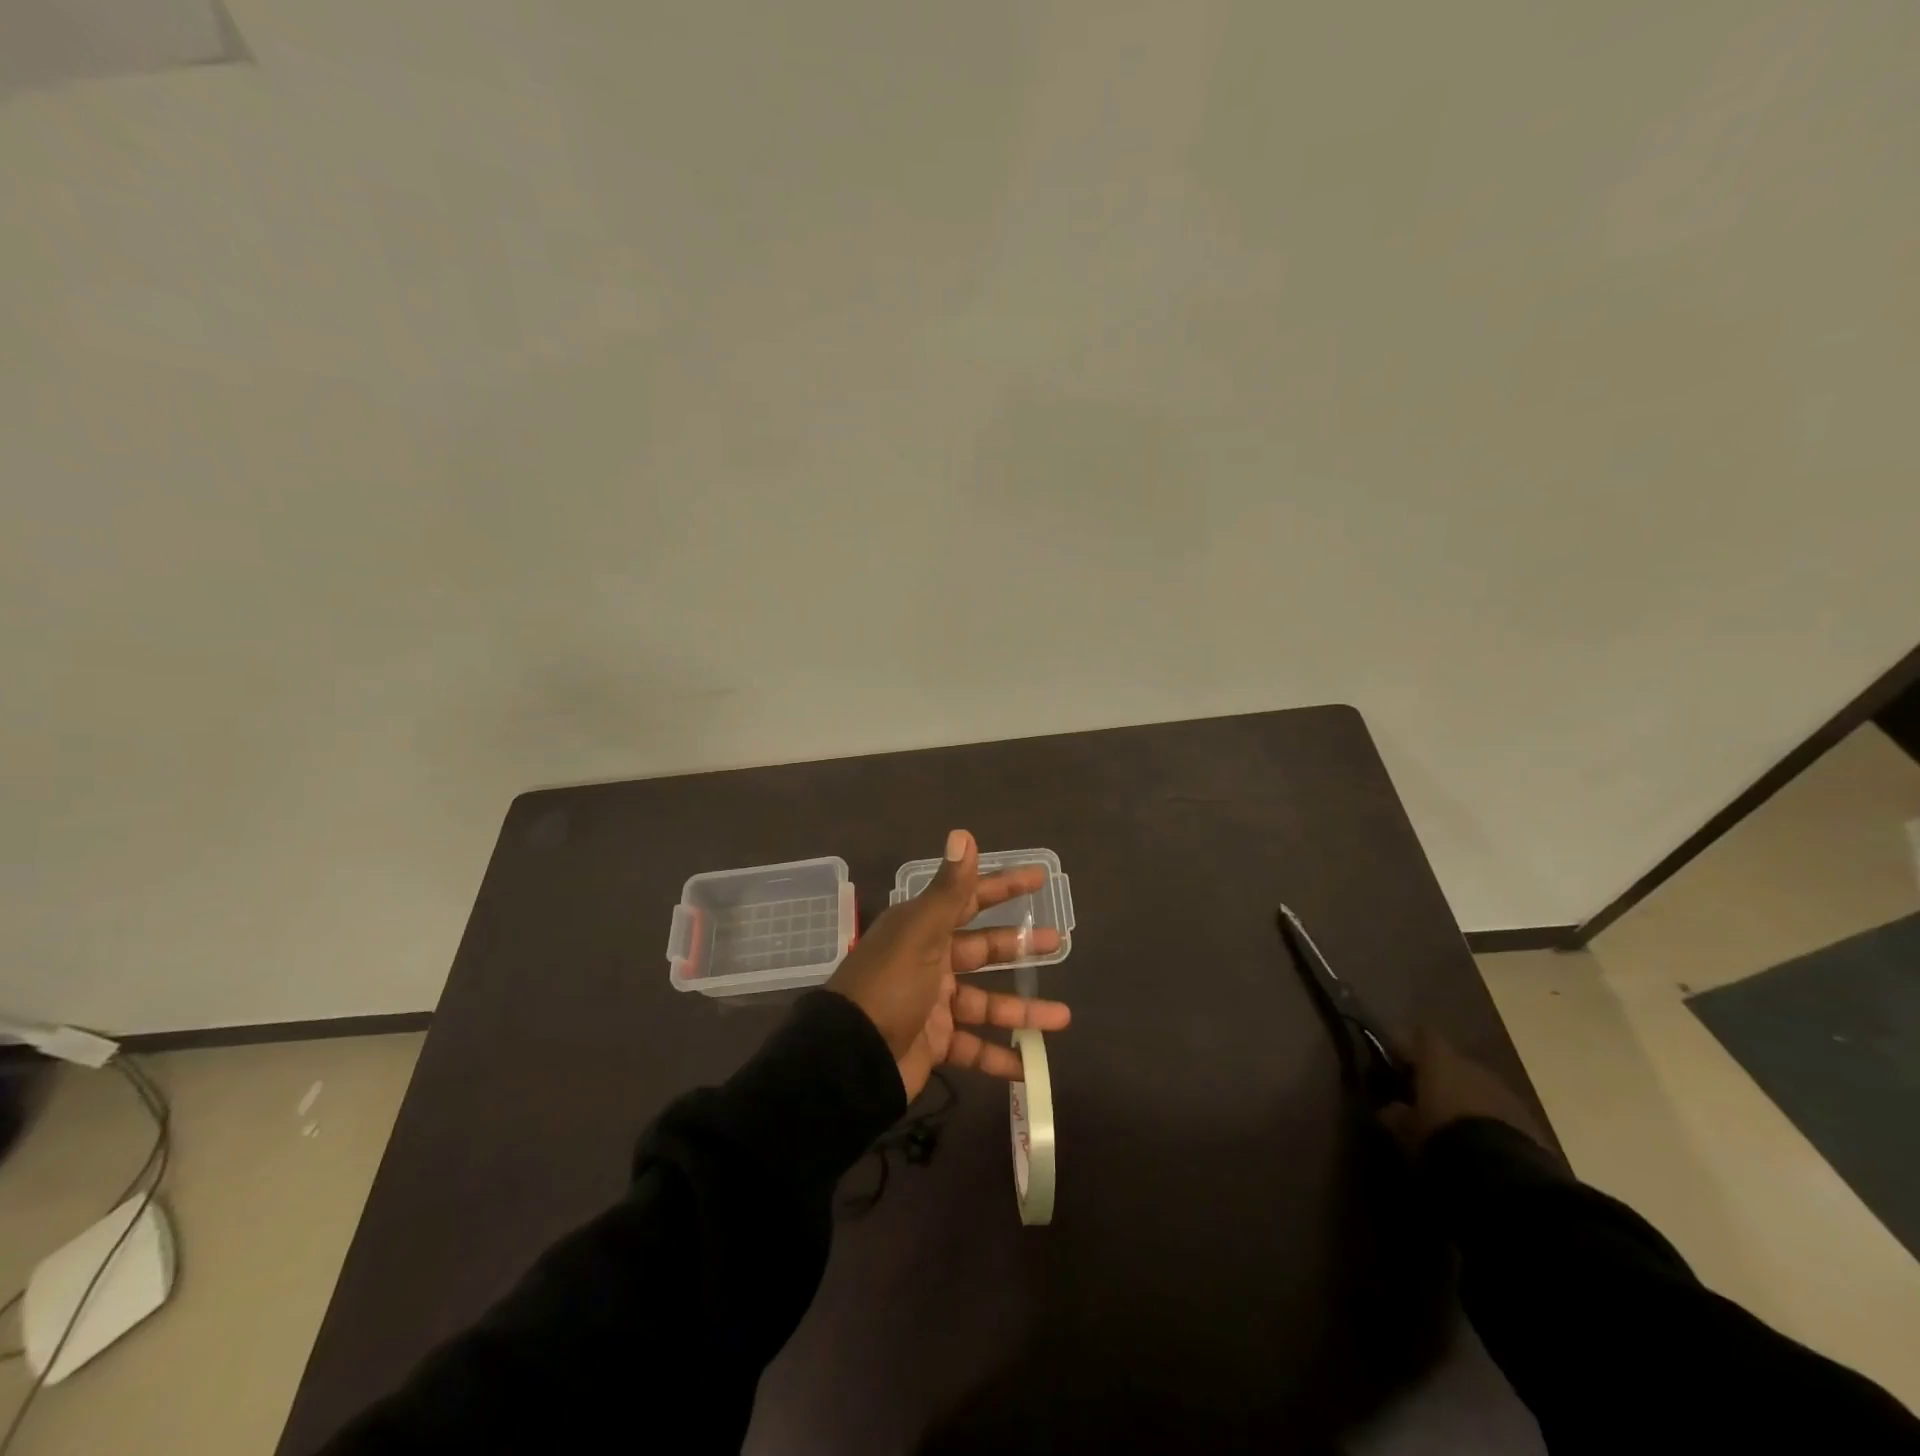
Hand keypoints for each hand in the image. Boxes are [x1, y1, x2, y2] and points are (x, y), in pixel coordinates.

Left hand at [827, 829, 1071, 1098]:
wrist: (850, 1058)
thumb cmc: (889, 986)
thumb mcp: (921, 933)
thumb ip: (949, 889)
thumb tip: (963, 834)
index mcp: (922, 929)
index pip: (969, 899)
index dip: (1003, 887)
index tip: (1038, 878)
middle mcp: (928, 962)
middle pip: (982, 950)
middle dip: (1019, 947)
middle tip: (1057, 942)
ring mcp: (932, 1005)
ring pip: (986, 1004)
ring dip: (1021, 1011)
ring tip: (1062, 1017)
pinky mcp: (934, 1043)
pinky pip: (973, 1048)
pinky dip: (998, 1058)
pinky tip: (1028, 1065)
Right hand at [1378, 1027, 1554, 1155]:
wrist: (1504, 1173)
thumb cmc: (1441, 1135)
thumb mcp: (1405, 1129)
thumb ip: (1394, 1113)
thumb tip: (1389, 1108)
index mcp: (1438, 1059)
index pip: (1422, 1035)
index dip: (1412, 1047)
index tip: (1400, 1063)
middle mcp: (1471, 1065)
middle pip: (1453, 1062)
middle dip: (1441, 1077)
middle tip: (1427, 1099)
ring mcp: (1504, 1090)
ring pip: (1478, 1086)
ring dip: (1467, 1098)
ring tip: (1455, 1124)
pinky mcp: (1528, 1118)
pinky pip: (1500, 1110)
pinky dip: (1489, 1119)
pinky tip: (1481, 1142)